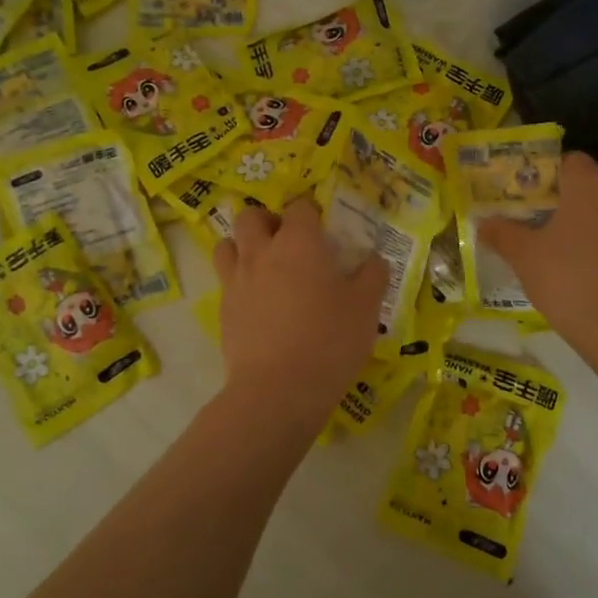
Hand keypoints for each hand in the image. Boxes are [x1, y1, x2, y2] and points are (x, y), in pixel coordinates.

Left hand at [212, 199, 388, 436]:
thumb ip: (373, 275)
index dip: (312, 213)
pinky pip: (226, 281)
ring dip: (243, 246)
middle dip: (268, 221)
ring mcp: (236, 281)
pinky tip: (259, 303)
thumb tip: (374, 259)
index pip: (300, 207)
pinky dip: (239, 282)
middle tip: (288, 242)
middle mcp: (261, 252)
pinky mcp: (223, 311)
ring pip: (226, 244)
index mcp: (298, 242)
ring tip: (265, 266)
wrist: (278, 390)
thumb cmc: (330, 340)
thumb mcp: (367, 307)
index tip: (325, 230)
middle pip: (251, 216)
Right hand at [479, 152, 597, 358]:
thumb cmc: (565, 275)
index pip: (567, 159)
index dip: (543, 172)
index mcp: (589, 181)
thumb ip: (501, 232)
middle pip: (588, 181)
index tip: (522, 192)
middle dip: (564, 194)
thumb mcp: (522, 253)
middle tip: (534, 213)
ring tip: (550, 237)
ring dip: (581, 216)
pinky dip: (595, 237)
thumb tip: (483, 222)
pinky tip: (572, 259)